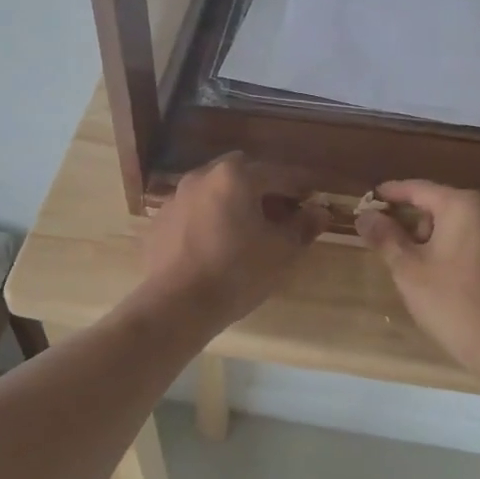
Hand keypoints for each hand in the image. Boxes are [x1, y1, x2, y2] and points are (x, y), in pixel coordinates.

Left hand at [139, 153, 324, 328]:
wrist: (175, 305)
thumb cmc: (236, 272)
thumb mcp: (281, 252)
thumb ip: (303, 226)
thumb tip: (319, 211)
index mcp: (236, 176)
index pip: (279, 174)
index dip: (301, 186)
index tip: (315, 198)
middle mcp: (203, 176)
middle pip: (242, 173)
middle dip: (264, 187)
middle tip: (280, 212)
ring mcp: (176, 197)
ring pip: (214, 189)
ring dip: (234, 201)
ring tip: (247, 229)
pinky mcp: (160, 221)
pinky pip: (194, 210)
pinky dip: (210, 218)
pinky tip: (216, 243)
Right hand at [355, 180, 479, 384]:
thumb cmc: (454, 304)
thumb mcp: (409, 271)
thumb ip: (385, 237)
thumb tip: (365, 215)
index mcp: (464, 206)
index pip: (419, 189)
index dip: (392, 193)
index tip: (372, 198)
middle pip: (445, 207)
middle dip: (418, 222)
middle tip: (396, 246)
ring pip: (468, 228)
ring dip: (443, 239)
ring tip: (425, 269)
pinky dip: (467, 254)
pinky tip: (458, 283)